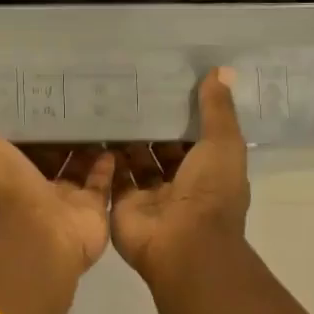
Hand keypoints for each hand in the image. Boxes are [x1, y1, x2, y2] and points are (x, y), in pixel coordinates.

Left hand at [0, 91, 113, 280]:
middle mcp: (33, 186)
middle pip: (46, 154)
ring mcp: (64, 198)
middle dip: (55, 132)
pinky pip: (102, 182)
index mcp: (4, 172)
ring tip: (95, 113)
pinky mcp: (92, 207)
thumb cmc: (4, 190)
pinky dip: (106, 163)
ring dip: (83, 145)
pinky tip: (113, 137)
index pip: (13, 142)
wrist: (39, 236)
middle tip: (70, 97)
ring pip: (75, 166)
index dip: (20, 121)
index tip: (29, 91)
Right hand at [110, 68, 249, 283]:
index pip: (193, 136)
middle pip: (160, 147)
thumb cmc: (209, 192)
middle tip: (127, 87)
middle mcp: (178, 182)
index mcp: (208, 170)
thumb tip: (221, 70)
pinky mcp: (121, 203)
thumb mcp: (222, 144)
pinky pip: (111, 175)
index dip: (182, 111)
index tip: (164, 81)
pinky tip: (90, 128)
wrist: (182, 243)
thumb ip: (217, 110)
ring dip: (124, 137)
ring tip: (105, 102)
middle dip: (148, 122)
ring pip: (134, 160)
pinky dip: (103, 156)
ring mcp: (148, 195)